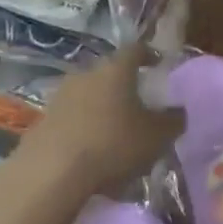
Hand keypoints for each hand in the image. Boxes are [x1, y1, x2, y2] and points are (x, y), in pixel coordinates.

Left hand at [25, 44, 184, 194]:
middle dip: (125, 86)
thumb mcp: (157, 136)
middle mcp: (86, 74)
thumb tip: (179, 111)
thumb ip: (173, 120)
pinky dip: (85, 128)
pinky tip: (93, 151)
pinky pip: (73, 118)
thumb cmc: (113, 144)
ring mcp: (61, 96)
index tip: (159, 64)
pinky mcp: (43, 121)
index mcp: (116, 69)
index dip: (150, 55)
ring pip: (89, 95)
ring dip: (103, 108)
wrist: (51, 173)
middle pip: (110, 73)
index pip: (136, 50)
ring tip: (116, 131)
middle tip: (139, 103)